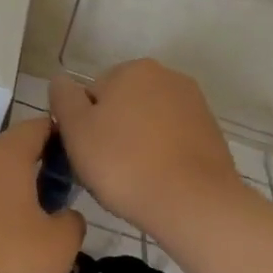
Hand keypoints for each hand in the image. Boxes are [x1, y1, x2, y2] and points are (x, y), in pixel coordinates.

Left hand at [0, 117, 85, 272]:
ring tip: (23, 241)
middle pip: (8, 155)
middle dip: (33, 177)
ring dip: (4, 203)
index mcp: (3, 154)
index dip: (61, 140)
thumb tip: (65, 216)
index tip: (78, 166)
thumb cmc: (0, 264)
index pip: (38, 127)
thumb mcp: (58, 249)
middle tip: (55, 211)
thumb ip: (71, 224)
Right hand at [50, 60, 249, 238]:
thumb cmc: (124, 163)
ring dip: (137, 143)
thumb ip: (63, 98)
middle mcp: (167, 76)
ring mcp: (194, 104)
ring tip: (134, 180)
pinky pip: (172, 140)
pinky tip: (158, 181)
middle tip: (107, 169)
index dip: (83, 125)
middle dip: (112, 131)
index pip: (92, 94)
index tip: (86, 153)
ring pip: (148, 123)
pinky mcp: (211, 133)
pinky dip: (162, 155)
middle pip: (122, 104)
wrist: (194, 204)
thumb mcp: (76, 130)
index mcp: (133, 69)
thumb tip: (61, 80)